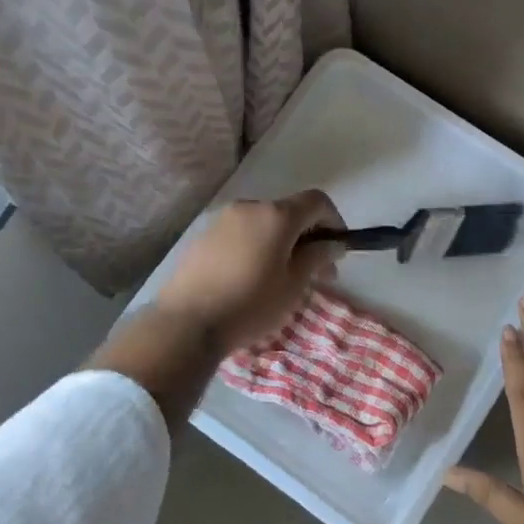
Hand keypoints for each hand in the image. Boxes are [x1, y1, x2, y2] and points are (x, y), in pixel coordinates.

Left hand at [154, 191, 344, 354]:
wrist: (186, 322)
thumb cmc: (250, 304)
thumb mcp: (293, 286)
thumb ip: (317, 257)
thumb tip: (333, 244)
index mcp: (276, 215)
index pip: (317, 201)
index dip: (334, 221)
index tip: (337, 250)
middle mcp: (249, 207)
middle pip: (289, 212)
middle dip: (308, 237)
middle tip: (317, 274)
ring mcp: (222, 220)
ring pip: (264, 224)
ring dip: (282, 243)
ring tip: (283, 279)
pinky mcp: (203, 236)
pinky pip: (242, 234)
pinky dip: (257, 247)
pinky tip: (252, 278)